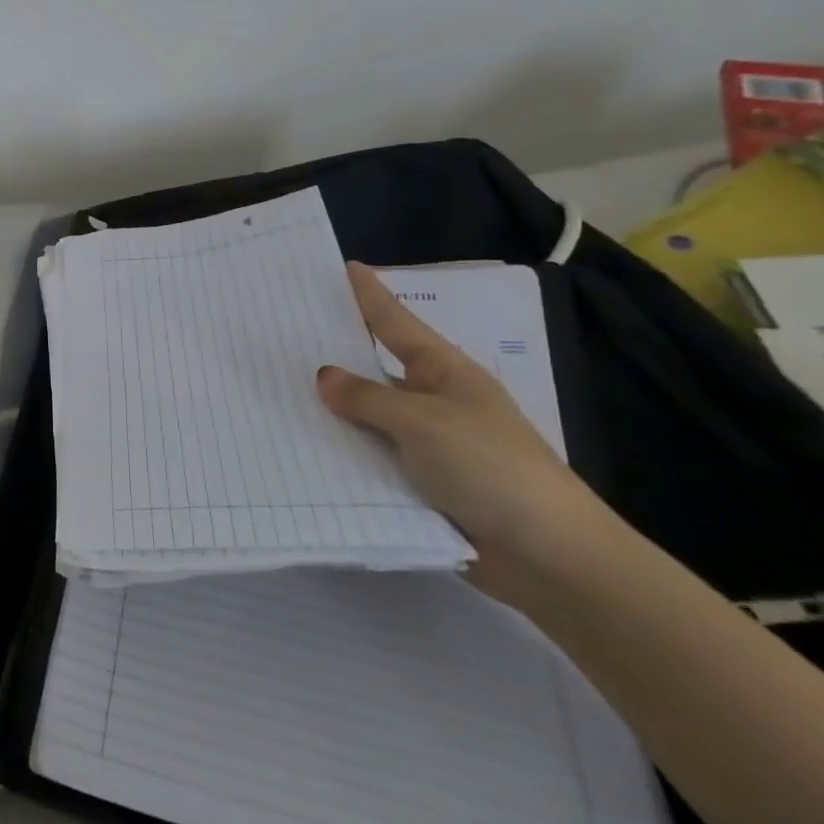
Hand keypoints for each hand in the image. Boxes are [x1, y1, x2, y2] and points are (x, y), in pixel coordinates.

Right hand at [316, 262, 607, 598]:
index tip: (343, 267)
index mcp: (444, 372)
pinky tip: (298, 443)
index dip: (370, 295)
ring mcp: (425, 443)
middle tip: (284, 330)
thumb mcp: (423, 422)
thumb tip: (323, 376)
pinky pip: (367, 456)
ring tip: (275, 387)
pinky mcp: (417, 482)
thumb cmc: (491, 468)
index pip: (396, 322)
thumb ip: (367, 398)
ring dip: (330, 408)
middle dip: (334, 351)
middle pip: (373, 367)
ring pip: (365, 415)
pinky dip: (339, 449)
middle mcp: (432, 401)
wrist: (548, 556)